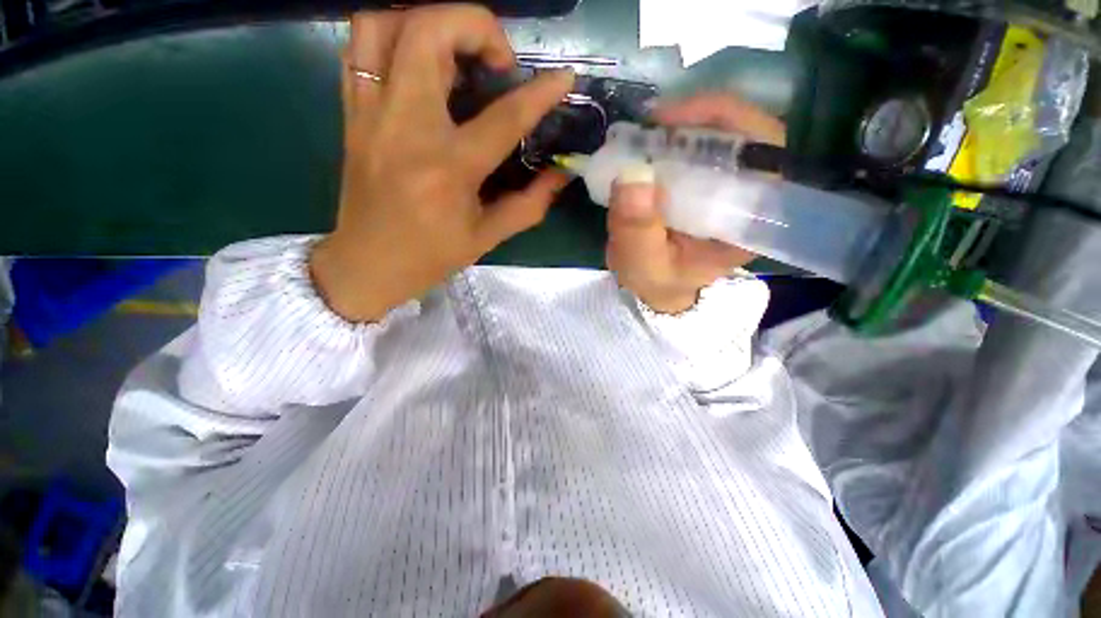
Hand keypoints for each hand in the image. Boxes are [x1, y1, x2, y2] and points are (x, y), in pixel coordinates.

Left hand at [311, 7, 574, 321]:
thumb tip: (559, 177)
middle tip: (498, 61)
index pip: (503, 117)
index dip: (540, 93)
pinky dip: (393, 37)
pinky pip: (361, 48)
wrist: (368, 264)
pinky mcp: (351, 114)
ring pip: (386, 24)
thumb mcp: (487, 238)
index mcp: (449, 168)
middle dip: (476, 26)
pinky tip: (418, 62)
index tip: (564, 77)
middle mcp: (407, 128)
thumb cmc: (431, 256)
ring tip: (456, 52)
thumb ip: (529, 205)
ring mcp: (371, 114)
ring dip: (429, 22)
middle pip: (431, 33)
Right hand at [606, 94, 784, 313]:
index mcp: (747, 220)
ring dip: (682, 125)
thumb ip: (638, 231)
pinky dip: (671, 137)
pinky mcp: (705, 183)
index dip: (731, 125)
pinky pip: (697, 147)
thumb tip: (632, 175)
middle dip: (699, 118)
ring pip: (721, 135)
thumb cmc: (658, 281)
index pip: (766, 156)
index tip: (675, 122)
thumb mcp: (644, 266)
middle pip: (745, 135)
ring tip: (645, 131)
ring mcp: (726, 186)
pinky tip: (647, 142)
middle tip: (653, 122)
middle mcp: (746, 196)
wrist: (658, 287)